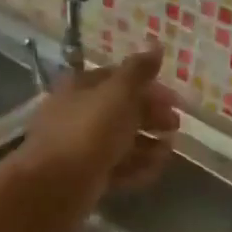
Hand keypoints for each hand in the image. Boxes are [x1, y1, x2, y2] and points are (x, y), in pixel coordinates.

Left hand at [11, 45, 180, 217]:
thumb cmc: (89, 131)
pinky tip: (153, 171)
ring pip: (120, 141)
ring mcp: (81, 147)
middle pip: (121, 111)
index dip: (148, 86)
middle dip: (151, 117)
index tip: (174, 100)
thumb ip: (139, 71)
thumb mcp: (118, 93)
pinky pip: (116, 167)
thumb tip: (156, 45)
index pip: (118, 79)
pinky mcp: (86, 176)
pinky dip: (135, 167)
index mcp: (81, 87)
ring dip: (147, 145)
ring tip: (167, 152)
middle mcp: (78, 114)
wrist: (56, 185)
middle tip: (175, 126)